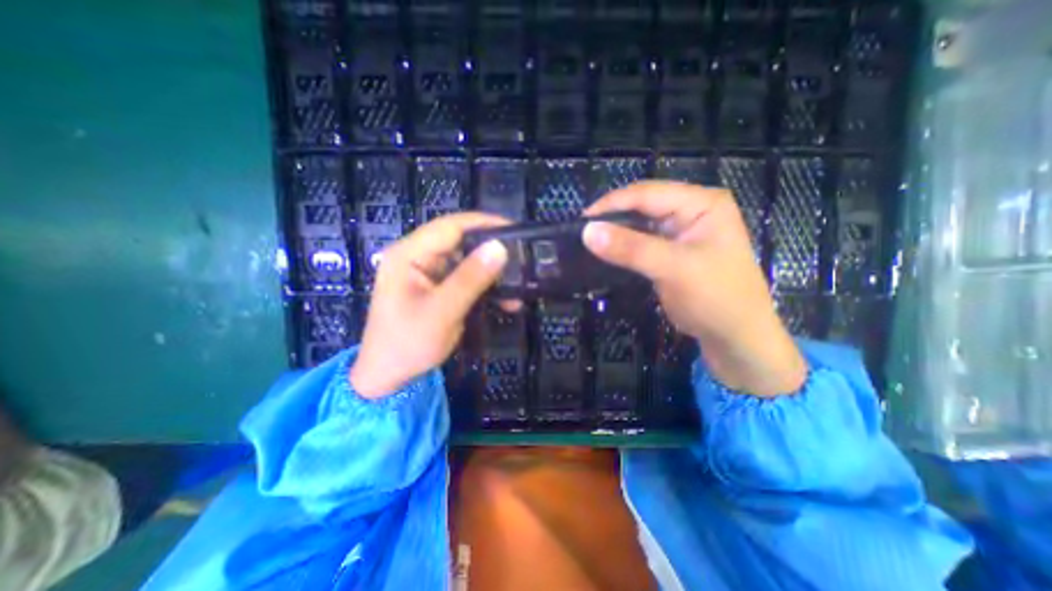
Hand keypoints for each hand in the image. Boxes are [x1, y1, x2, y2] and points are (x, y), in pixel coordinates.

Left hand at [349, 210, 509, 397]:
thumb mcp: (441, 312)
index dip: (484, 223)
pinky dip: (486, 287)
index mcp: (409, 254)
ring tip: (519, 281)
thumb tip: (500, 248)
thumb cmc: (408, 344)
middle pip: (460, 241)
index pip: (450, 226)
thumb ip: (470, 279)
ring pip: (467, 260)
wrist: (389, 377)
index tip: (516, 230)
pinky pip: (466, 279)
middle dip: (492, 249)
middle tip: (522, 257)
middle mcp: (417, 257)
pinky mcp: (437, 287)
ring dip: (492, 272)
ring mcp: (428, 273)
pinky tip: (507, 299)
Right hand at [584, 182, 806, 398]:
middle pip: (643, 205)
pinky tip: (607, 250)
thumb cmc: (715, 298)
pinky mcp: (672, 250)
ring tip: (590, 239)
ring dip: (616, 231)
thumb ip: (631, 248)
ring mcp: (681, 231)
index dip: (612, 203)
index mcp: (701, 203)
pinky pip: (642, 240)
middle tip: (583, 231)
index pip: (648, 193)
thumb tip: (588, 231)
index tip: (582, 220)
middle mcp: (692, 210)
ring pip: (640, 223)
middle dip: (613, 216)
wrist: (734, 337)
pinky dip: (624, 245)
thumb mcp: (673, 269)